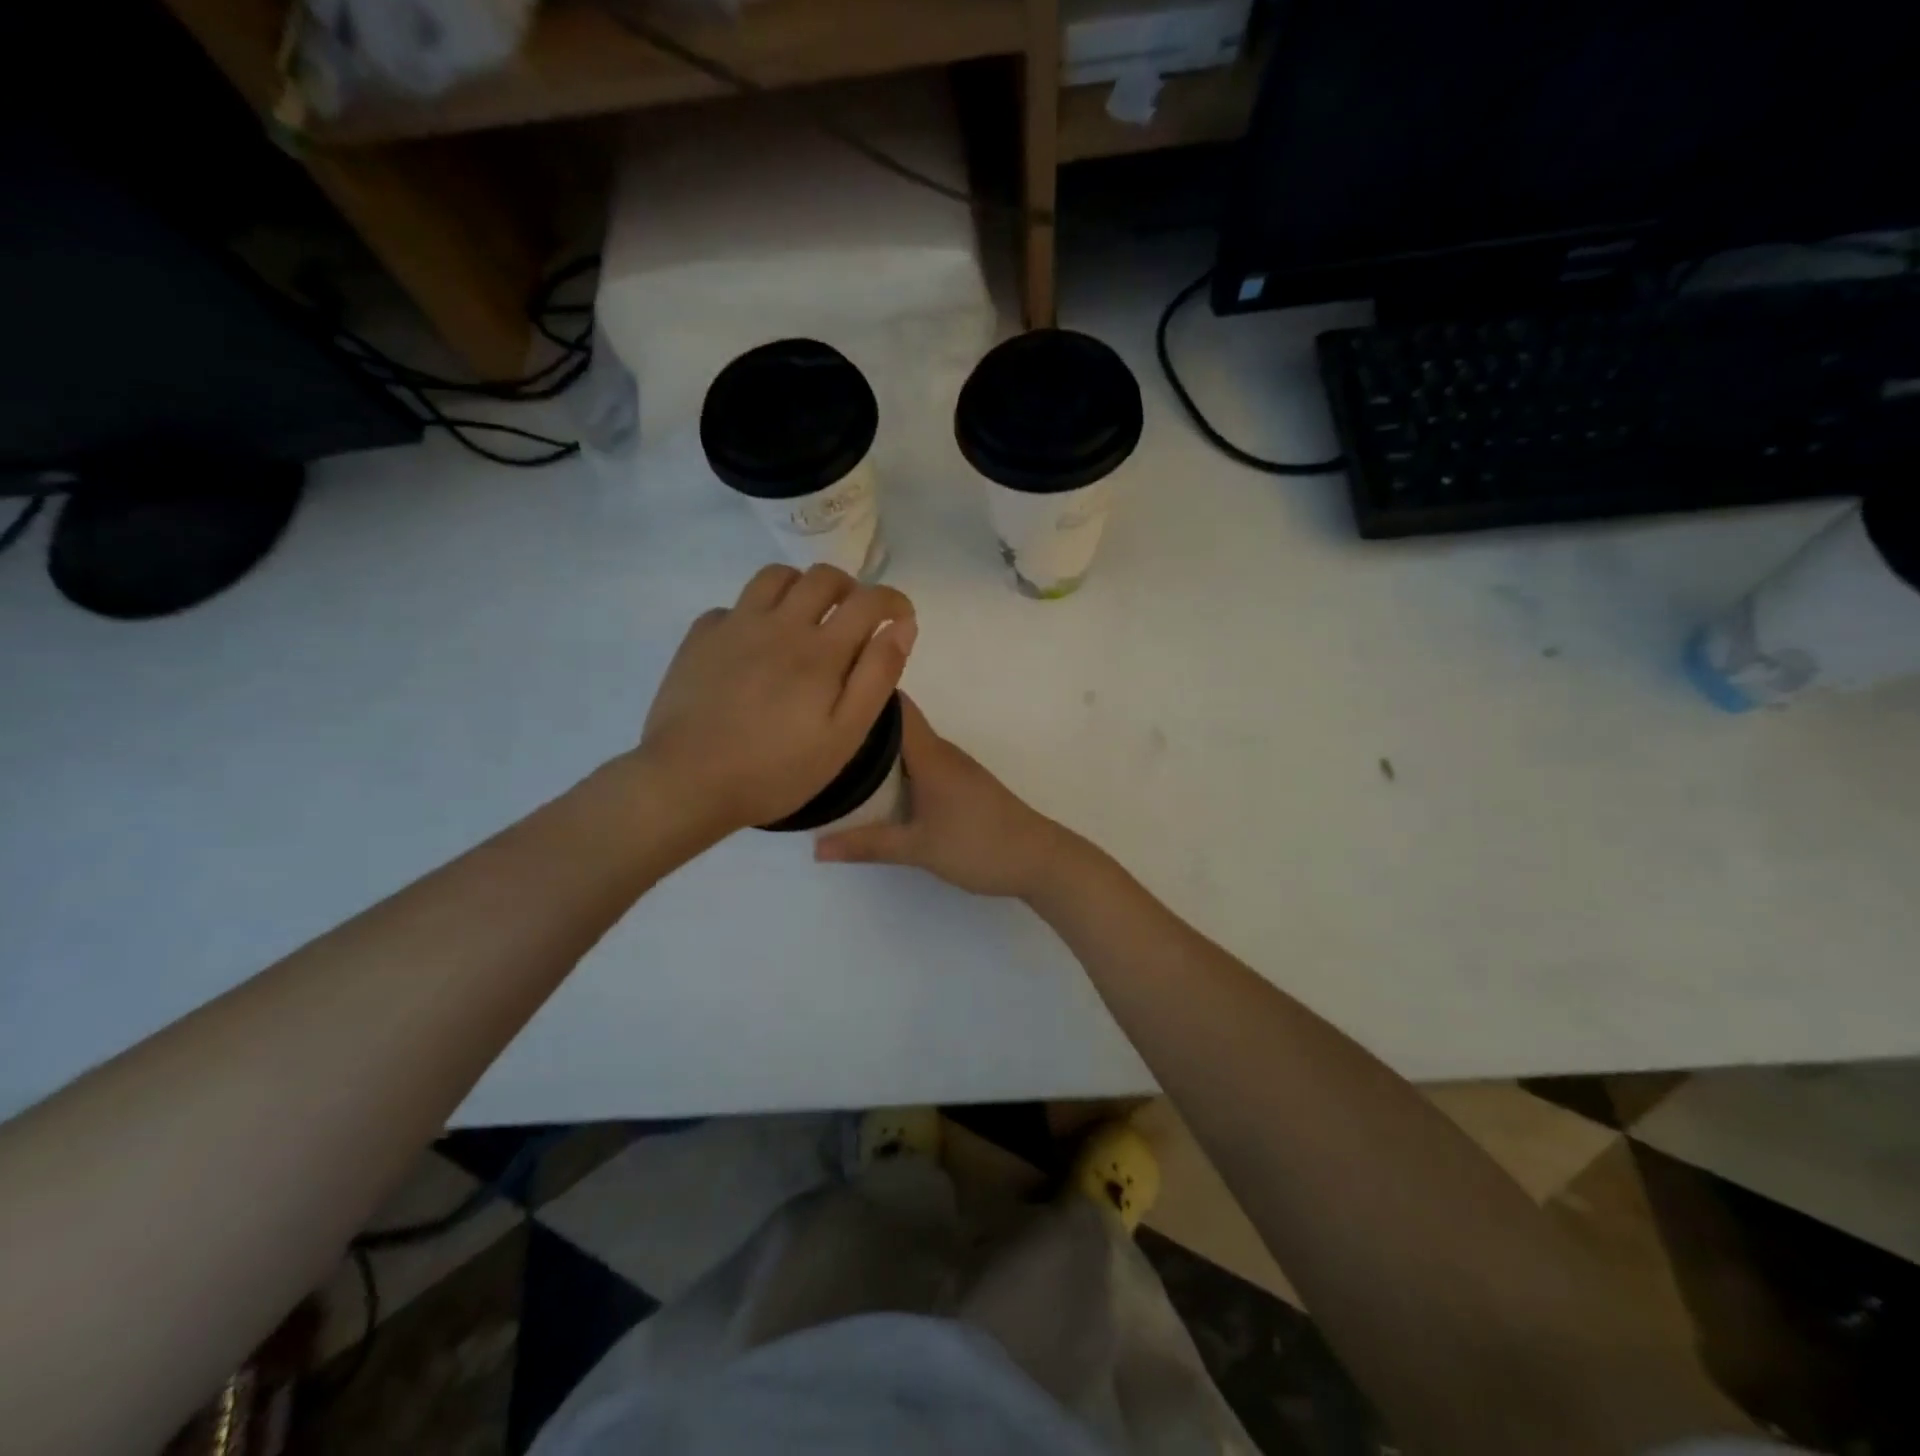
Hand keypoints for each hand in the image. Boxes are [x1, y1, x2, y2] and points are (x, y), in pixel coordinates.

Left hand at [638, 564, 916, 834]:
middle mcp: (780, 624)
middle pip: (823, 577)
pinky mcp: (700, 637)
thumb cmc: (776, 770)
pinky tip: (755, 645)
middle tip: (854, 619)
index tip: (900, 618)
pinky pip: (735, 605)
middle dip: (850, 589)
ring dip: (802, 589)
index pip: (869, 600)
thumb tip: (902, 627)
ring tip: (806, 620)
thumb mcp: (844, 735)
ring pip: (776, 577)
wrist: (687, 781)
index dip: (893, 601)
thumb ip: (877, 676)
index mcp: (821, 650)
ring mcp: (735, 626)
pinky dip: (756, 613)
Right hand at [814, 694, 1078, 896]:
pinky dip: (897, 769)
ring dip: (879, 751)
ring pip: (909, 748)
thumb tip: (816, 847)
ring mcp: (955, 768)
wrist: (1039, 859)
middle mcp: (942, 752)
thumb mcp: (919, 848)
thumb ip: (868, 845)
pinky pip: (921, 764)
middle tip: (820, 736)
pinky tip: (877, 790)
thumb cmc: (979, 845)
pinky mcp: (962, 785)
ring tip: (838, 762)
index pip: (896, 707)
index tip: (828, 697)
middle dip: (862, 728)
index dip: (864, 694)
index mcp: (931, 755)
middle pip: (897, 726)